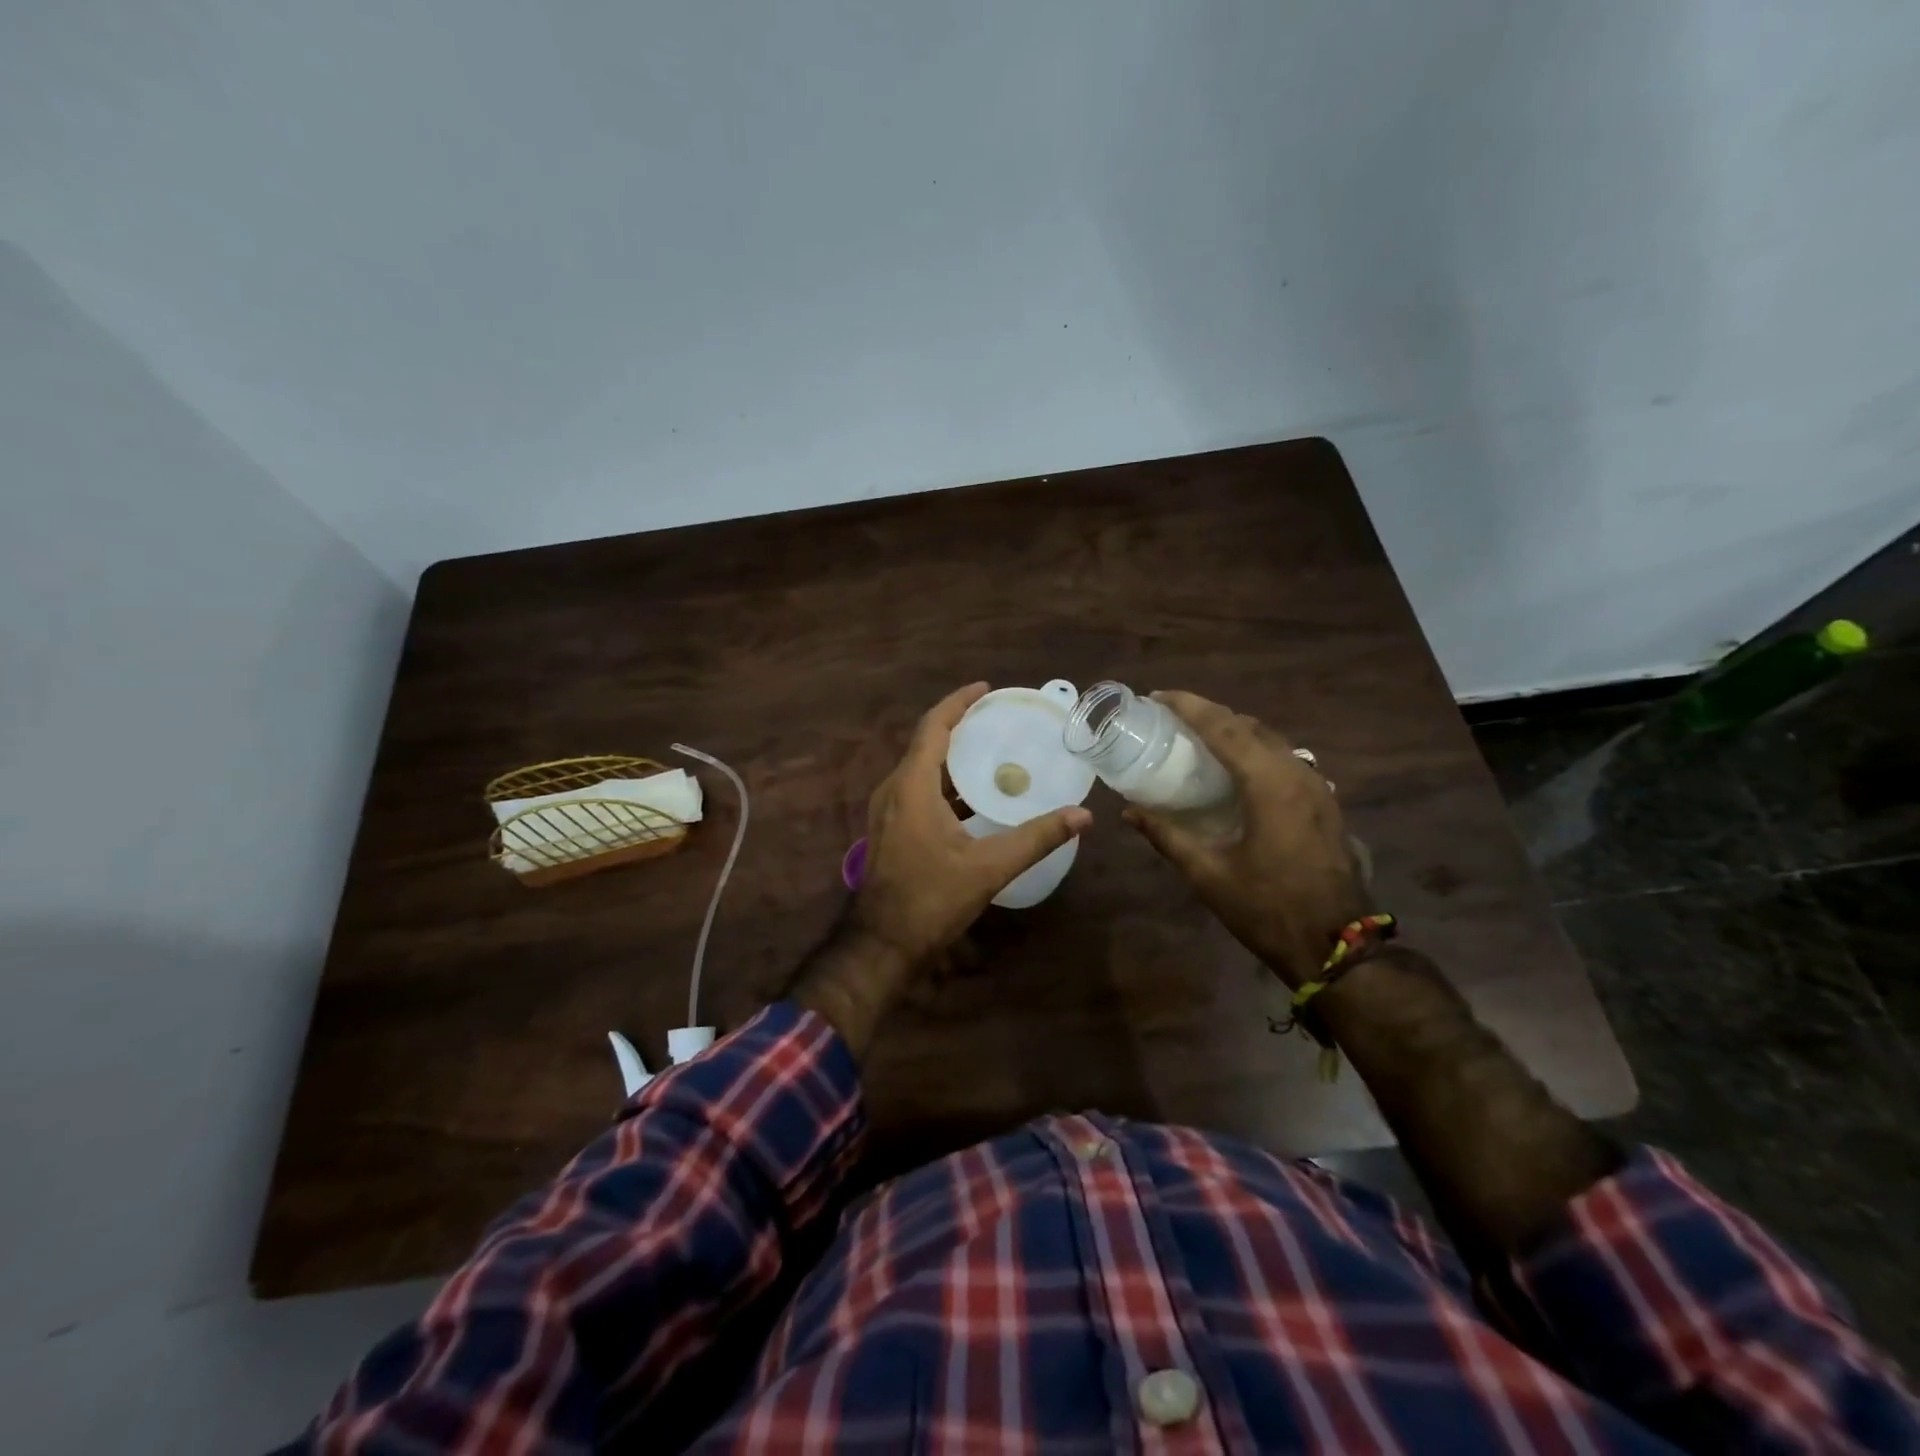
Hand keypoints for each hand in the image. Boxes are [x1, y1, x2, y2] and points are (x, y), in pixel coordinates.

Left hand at [853, 682, 1091, 965]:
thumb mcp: (989, 867)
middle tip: (998, 719)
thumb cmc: (932, 899)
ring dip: (953, 756)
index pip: (933, 727)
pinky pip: (918, 789)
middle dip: (960, 726)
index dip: (958, 703)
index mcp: (911, 787)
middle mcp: (894, 790)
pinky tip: (974, 797)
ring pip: (922, 769)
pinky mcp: (891, 829)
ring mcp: (888, 810)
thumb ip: (1037, 838)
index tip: (986, 689)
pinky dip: (946, 782)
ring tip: (992, 751)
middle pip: (926, 743)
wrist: (883, 942)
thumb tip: (1083, 815)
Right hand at [1125, 691, 1368, 985]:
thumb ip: (1168, 837)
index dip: (1189, 707)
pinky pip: (1285, 757)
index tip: (1157, 696)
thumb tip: (1129, 812)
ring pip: (1271, 739)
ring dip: (1234, 730)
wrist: (1339, 945)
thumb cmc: (1268, 909)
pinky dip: (1255, 749)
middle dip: (1209, 713)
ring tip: (1199, 736)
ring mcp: (1317, 786)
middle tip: (1172, 716)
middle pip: (1249, 726)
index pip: (1224, 728)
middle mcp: (1297, 773)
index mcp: (1269, 785)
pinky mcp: (1325, 802)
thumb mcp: (1209, 874)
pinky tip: (1237, 767)